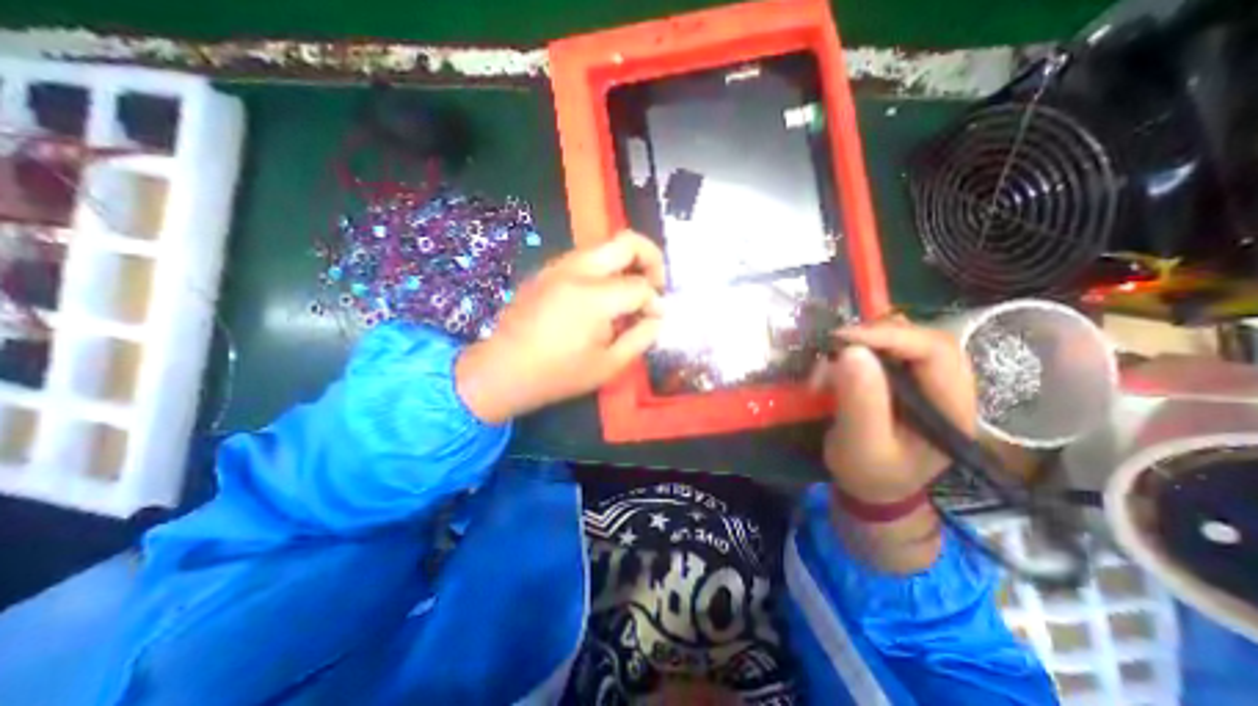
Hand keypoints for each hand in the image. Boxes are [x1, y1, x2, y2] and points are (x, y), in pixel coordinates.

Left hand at [454, 230, 668, 423]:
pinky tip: (601, 298)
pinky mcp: (547, 271)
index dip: (655, 302)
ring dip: (626, 264)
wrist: (502, 370)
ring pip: (604, 246)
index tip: (656, 319)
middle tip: (656, 284)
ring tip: (629, 294)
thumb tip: (657, 317)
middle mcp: (576, 270)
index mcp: (593, 297)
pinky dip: (604, 270)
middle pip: (626, 241)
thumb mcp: (608, 366)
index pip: (640, 286)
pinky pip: (585, 258)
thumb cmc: (557, 375)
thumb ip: (641, 338)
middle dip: (651, 258)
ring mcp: (558, 266)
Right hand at [811, 317, 976, 505]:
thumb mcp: (862, 445)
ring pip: (904, 338)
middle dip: (875, 335)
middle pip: (923, 338)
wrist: (872, 487)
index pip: (937, 351)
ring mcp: (926, 381)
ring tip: (833, 355)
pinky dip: (861, 347)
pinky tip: (840, 360)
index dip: (891, 336)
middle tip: (834, 345)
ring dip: (865, 340)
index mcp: (952, 407)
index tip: (842, 339)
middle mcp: (947, 387)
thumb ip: (861, 403)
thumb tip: (850, 351)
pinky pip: (887, 349)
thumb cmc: (869, 473)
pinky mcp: (905, 379)